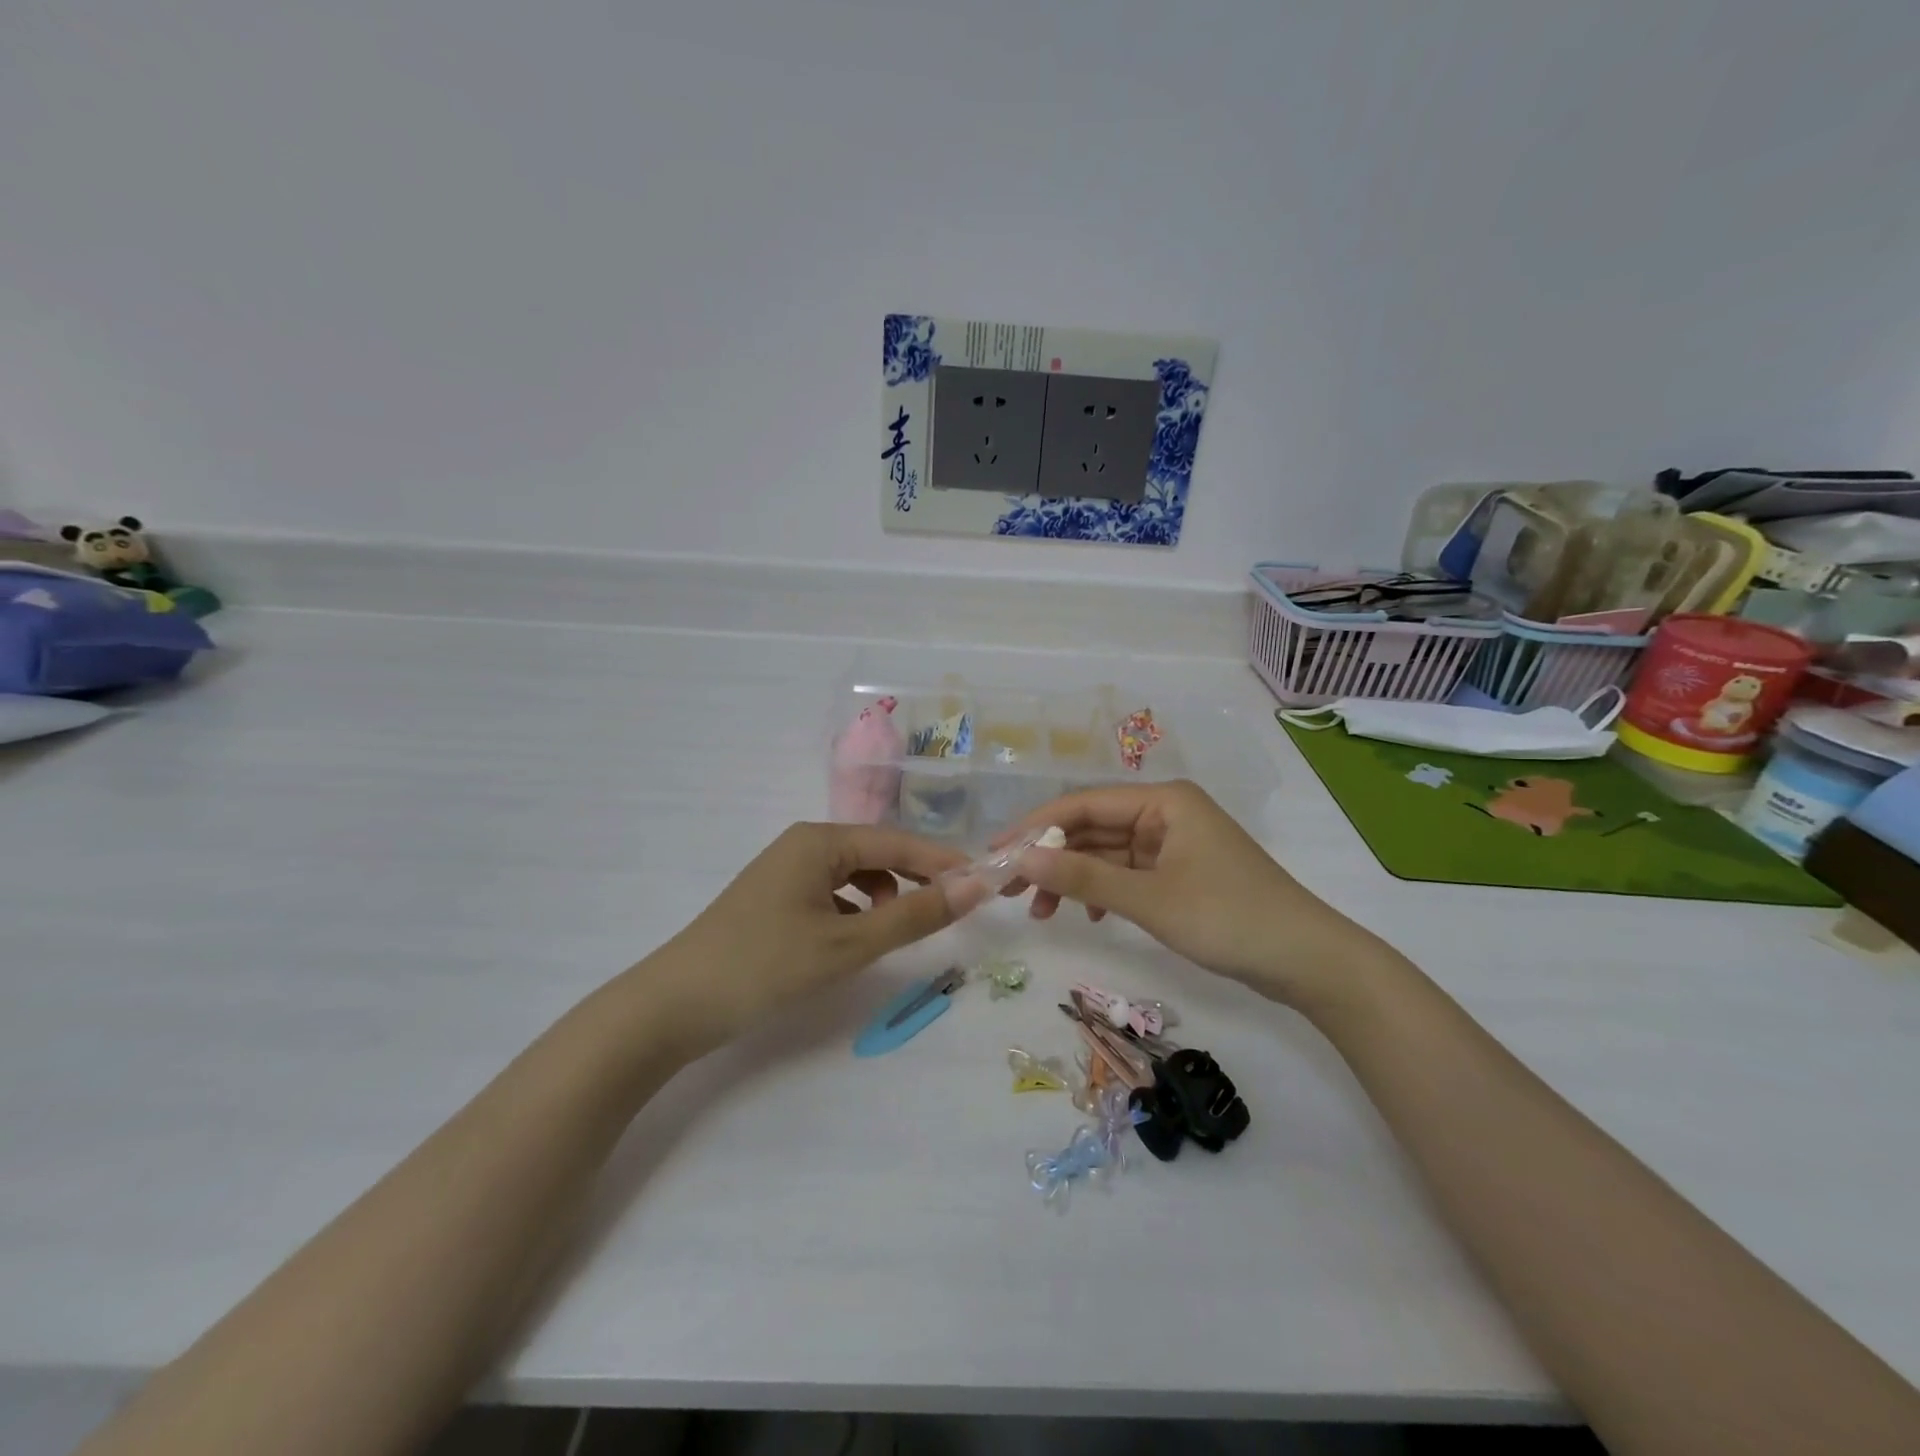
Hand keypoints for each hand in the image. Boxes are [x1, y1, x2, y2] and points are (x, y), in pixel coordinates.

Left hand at [645, 823, 969, 1054]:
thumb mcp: (847, 944)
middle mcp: (803, 843)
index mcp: (820, 840)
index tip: (984, 883)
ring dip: (885, 894)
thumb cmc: (764, 966)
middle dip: (916, 877)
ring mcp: (785, 870)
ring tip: (898, 927)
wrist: (672, 1006)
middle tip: (953, 908)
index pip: (898, 841)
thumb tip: (975, 887)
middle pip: (876, 852)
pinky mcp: (775, 898)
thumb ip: (914, 916)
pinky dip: (855, 909)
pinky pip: (832, 892)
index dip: (942, 862)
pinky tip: (856, 936)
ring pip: (854, 873)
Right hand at [1001, 780, 1390, 1014]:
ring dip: (1074, 880)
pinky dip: (1103, 891)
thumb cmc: (1229, 918)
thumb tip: (1021, 860)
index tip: (996, 853)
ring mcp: (1174, 844)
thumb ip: (1083, 879)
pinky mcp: (1181, 873)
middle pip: (1092, 828)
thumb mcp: (1150, 899)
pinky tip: (1088, 916)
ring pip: (1107, 854)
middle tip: (1009, 890)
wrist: (1309, 961)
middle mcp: (1165, 813)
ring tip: (1041, 913)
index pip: (1082, 805)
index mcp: (1163, 800)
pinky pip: (1128, 873)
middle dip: (1052, 858)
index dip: (1035, 828)